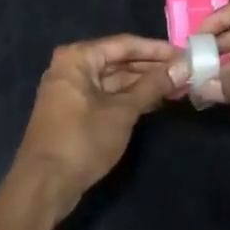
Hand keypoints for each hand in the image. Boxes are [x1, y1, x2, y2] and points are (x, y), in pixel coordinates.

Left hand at [11, 35, 181, 220]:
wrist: (44, 185)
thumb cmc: (82, 140)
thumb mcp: (122, 112)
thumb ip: (152, 87)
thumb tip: (182, 67)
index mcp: (78, 58)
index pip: (124, 45)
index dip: (156, 50)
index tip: (184, 54)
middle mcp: (72, 67)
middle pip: (118, 60)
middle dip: (151, 67)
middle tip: (184, 72)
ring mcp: (72, 90)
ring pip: (114, 80)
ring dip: (143, 84)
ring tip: (177, 87)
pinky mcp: (75, 112)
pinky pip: (107, 96)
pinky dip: (130, 98)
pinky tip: (155, 101)